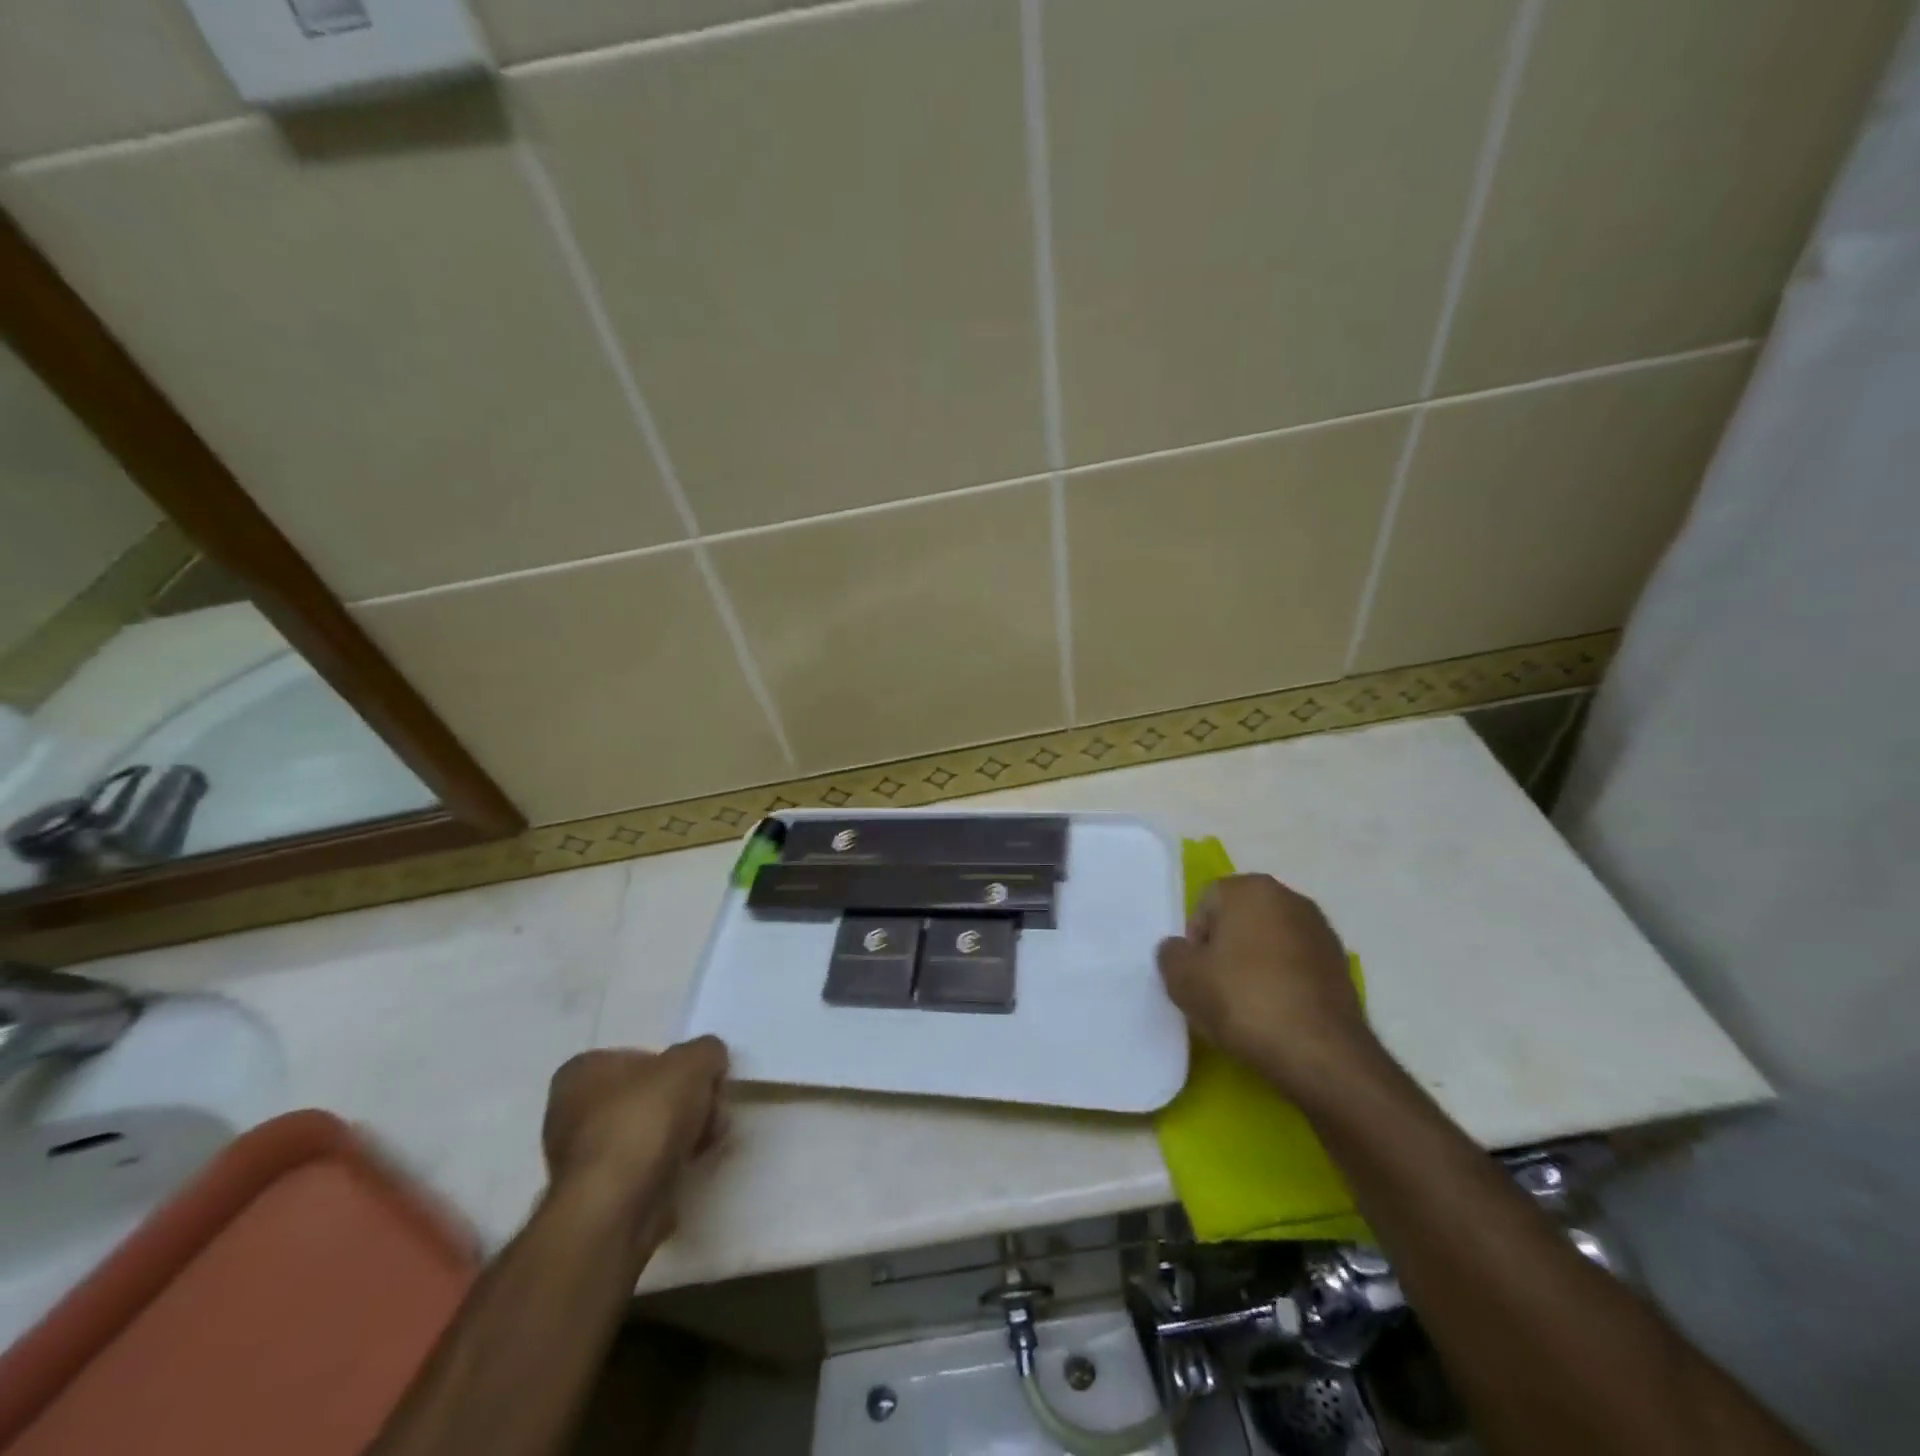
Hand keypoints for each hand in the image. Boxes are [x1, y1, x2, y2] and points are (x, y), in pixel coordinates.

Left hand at [541, 1037, 728, 1239]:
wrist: (618, 1206)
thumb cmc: (647, 1117)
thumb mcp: (694, 1061)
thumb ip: (707, 1051)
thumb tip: (709, 1060)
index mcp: (582, 1071)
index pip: (639, 1056)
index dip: (676, 1066)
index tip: (702, 1080)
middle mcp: (571, 1112)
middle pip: (646, 1096)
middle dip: (684, 1103)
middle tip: (712, 1110)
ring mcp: (581, 1158)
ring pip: (646, 1133)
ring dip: (681, 1134)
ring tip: (709, 1140)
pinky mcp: (596, 1196)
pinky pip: (642, 1168)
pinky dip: (668, 1165)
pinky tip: (690, 1167)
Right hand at [1156, 874, 1378, 1104]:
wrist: (1321, 1054)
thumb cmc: (1244, 1001)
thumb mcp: (1182, 979)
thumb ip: (1171, 954)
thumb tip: (1180, 951)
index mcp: (1251, 888)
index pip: (1205, 905)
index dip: (1195, 943)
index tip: (1198, 977)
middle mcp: (1290, 898)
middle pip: (1239, 922)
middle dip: (1225, 951)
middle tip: (1216, 992)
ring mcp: (1321, 932)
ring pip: (1268, 945)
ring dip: (1254, 967)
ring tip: (1247, 1008)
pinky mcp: (1341, 967)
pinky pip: (1295, 968)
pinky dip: (1282, 984)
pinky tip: (1276, 1016)